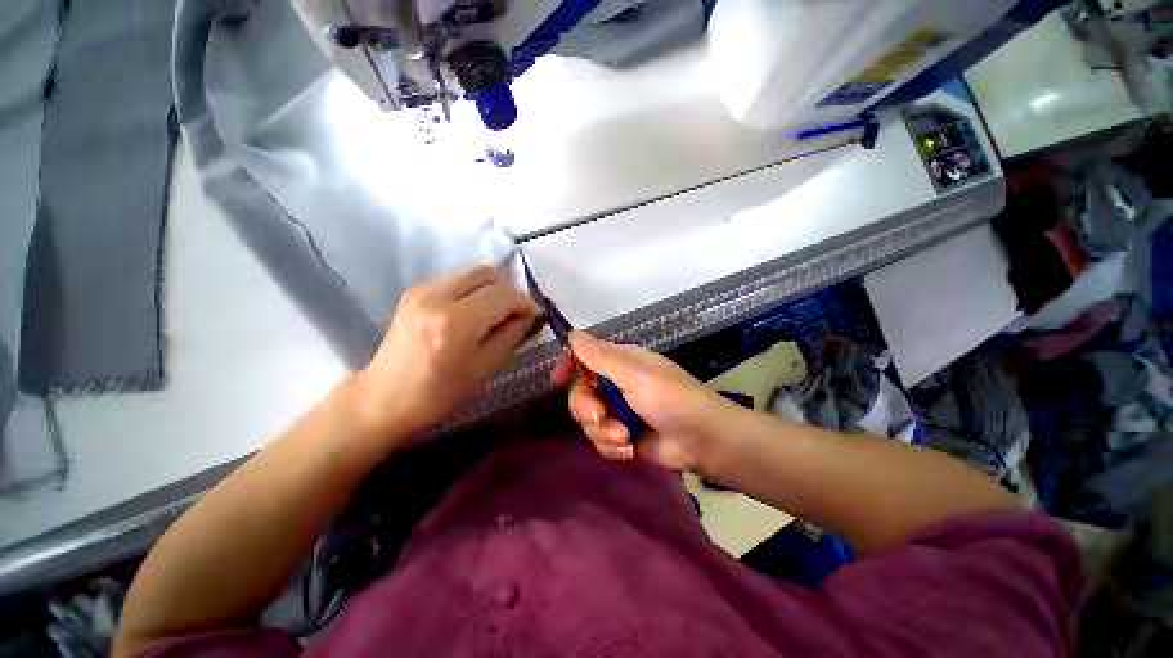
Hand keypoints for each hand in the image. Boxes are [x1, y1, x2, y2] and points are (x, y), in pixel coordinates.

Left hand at [353, 265, 539, 441]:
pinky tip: (473, 313)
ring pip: (471, 273)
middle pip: (487, 273)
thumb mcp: (485, 369)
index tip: (534, 315)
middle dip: (508, 290)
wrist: (384, 398)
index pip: (502, 295)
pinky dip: (472, 291)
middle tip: (515, 313)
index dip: (524, 302)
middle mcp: (436, 297)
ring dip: (491, 289)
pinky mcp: (414, 292)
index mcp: (455, 323)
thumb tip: (526, 317)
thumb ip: (511, 337)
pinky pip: (456, 280)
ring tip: (495, 313)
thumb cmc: (439, 394)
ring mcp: (421, 291)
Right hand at [552, 332, 740, 472]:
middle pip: (580, 393)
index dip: (568, 366)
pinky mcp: (622, 436)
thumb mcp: (636, 376)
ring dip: (603, 432)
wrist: (703, 440)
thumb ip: (602, 358)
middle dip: (586, 409)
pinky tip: (629, 449)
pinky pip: (601, 441)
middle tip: (599, 418)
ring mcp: (618, 411)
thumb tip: (572, 334)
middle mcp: (615, 384)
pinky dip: (612, 446)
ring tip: (625, 437)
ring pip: (588, 421)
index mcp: (620, 363)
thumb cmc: (672, 399)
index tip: (556, 380)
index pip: (584, 358)